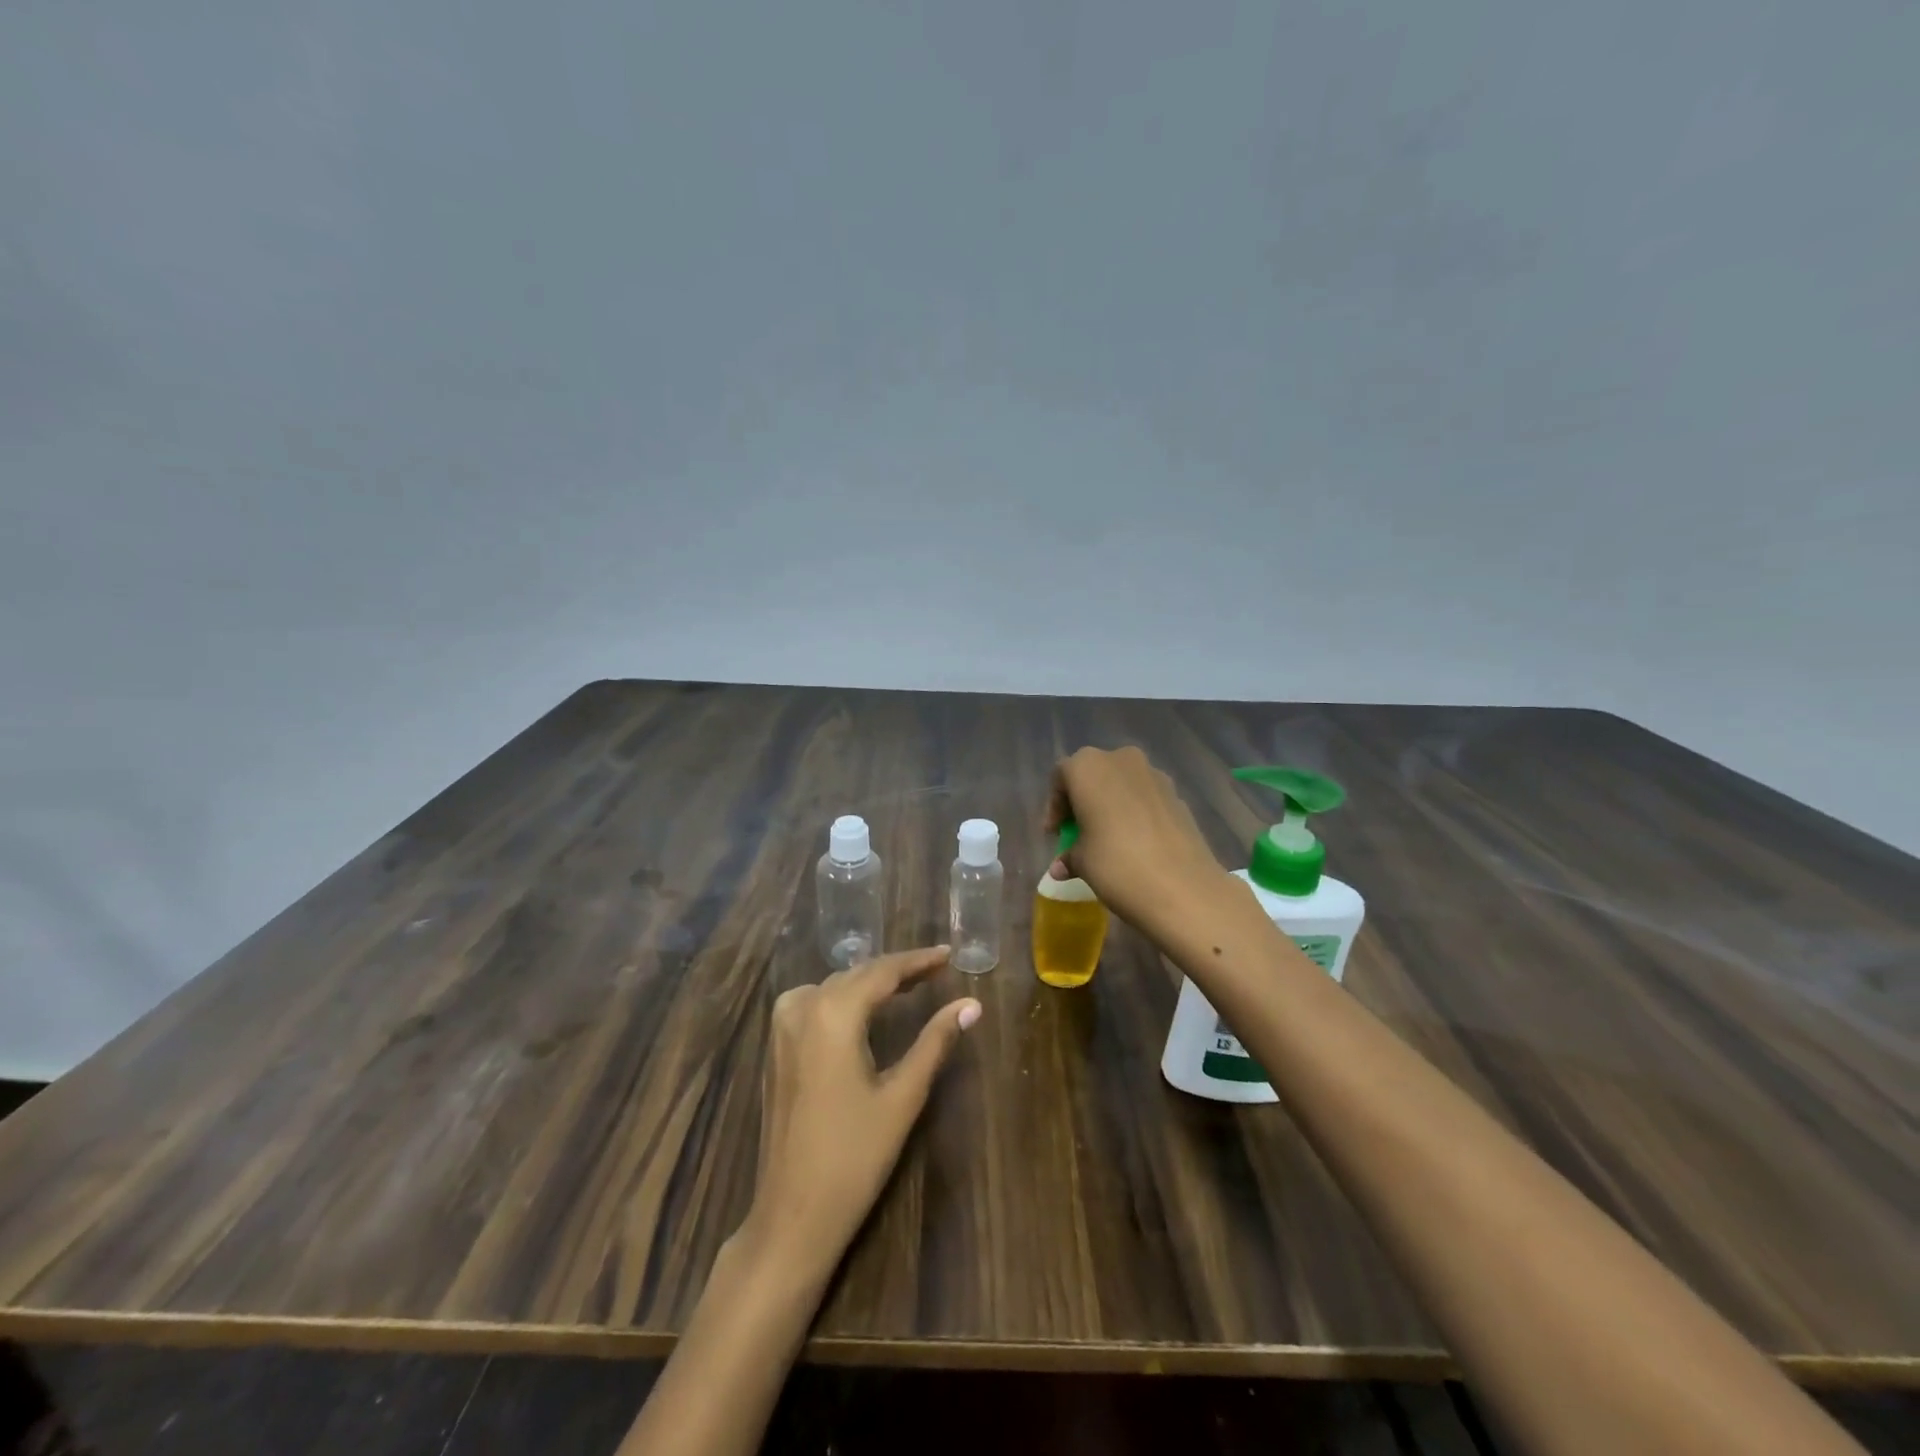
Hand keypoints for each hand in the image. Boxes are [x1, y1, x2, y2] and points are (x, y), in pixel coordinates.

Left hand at [734, 946, 980, 1285]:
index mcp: (834, 1013)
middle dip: (896, 970)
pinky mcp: (776, 1048)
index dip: (918, 960)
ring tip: (907, 985)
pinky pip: (813, 1002)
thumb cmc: (854, 1156)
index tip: (948, 954)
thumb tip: (971, 1004)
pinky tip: (862, 1009)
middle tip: (935, 970)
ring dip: (869, 981)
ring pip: (834, 986)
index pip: (883, 971)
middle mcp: (803, 1008)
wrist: (793, 1213)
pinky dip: (843, 997)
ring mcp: (782, 1028)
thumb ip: (935, 1041)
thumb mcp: (903, 1095)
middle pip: (857, 974)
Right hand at [1045, 745, 1242, 944]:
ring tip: (1108, 838)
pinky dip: (1135, 812)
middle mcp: (1120, 760)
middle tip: (1079, 831)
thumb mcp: (1082, 863)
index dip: (1054, 806)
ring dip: (1111, 804)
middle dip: (1083, 801)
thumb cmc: (1116, 865)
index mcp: (1088, 767)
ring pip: (1122, 783)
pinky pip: (1146, 797)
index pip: (1061, 777)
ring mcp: (1154, 774)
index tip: (1055, 833)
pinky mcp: (1177, 794)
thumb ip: (1069, 856)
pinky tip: (1136, 842)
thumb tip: (1061, 866)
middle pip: (1093, 774)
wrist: (1183, 887)